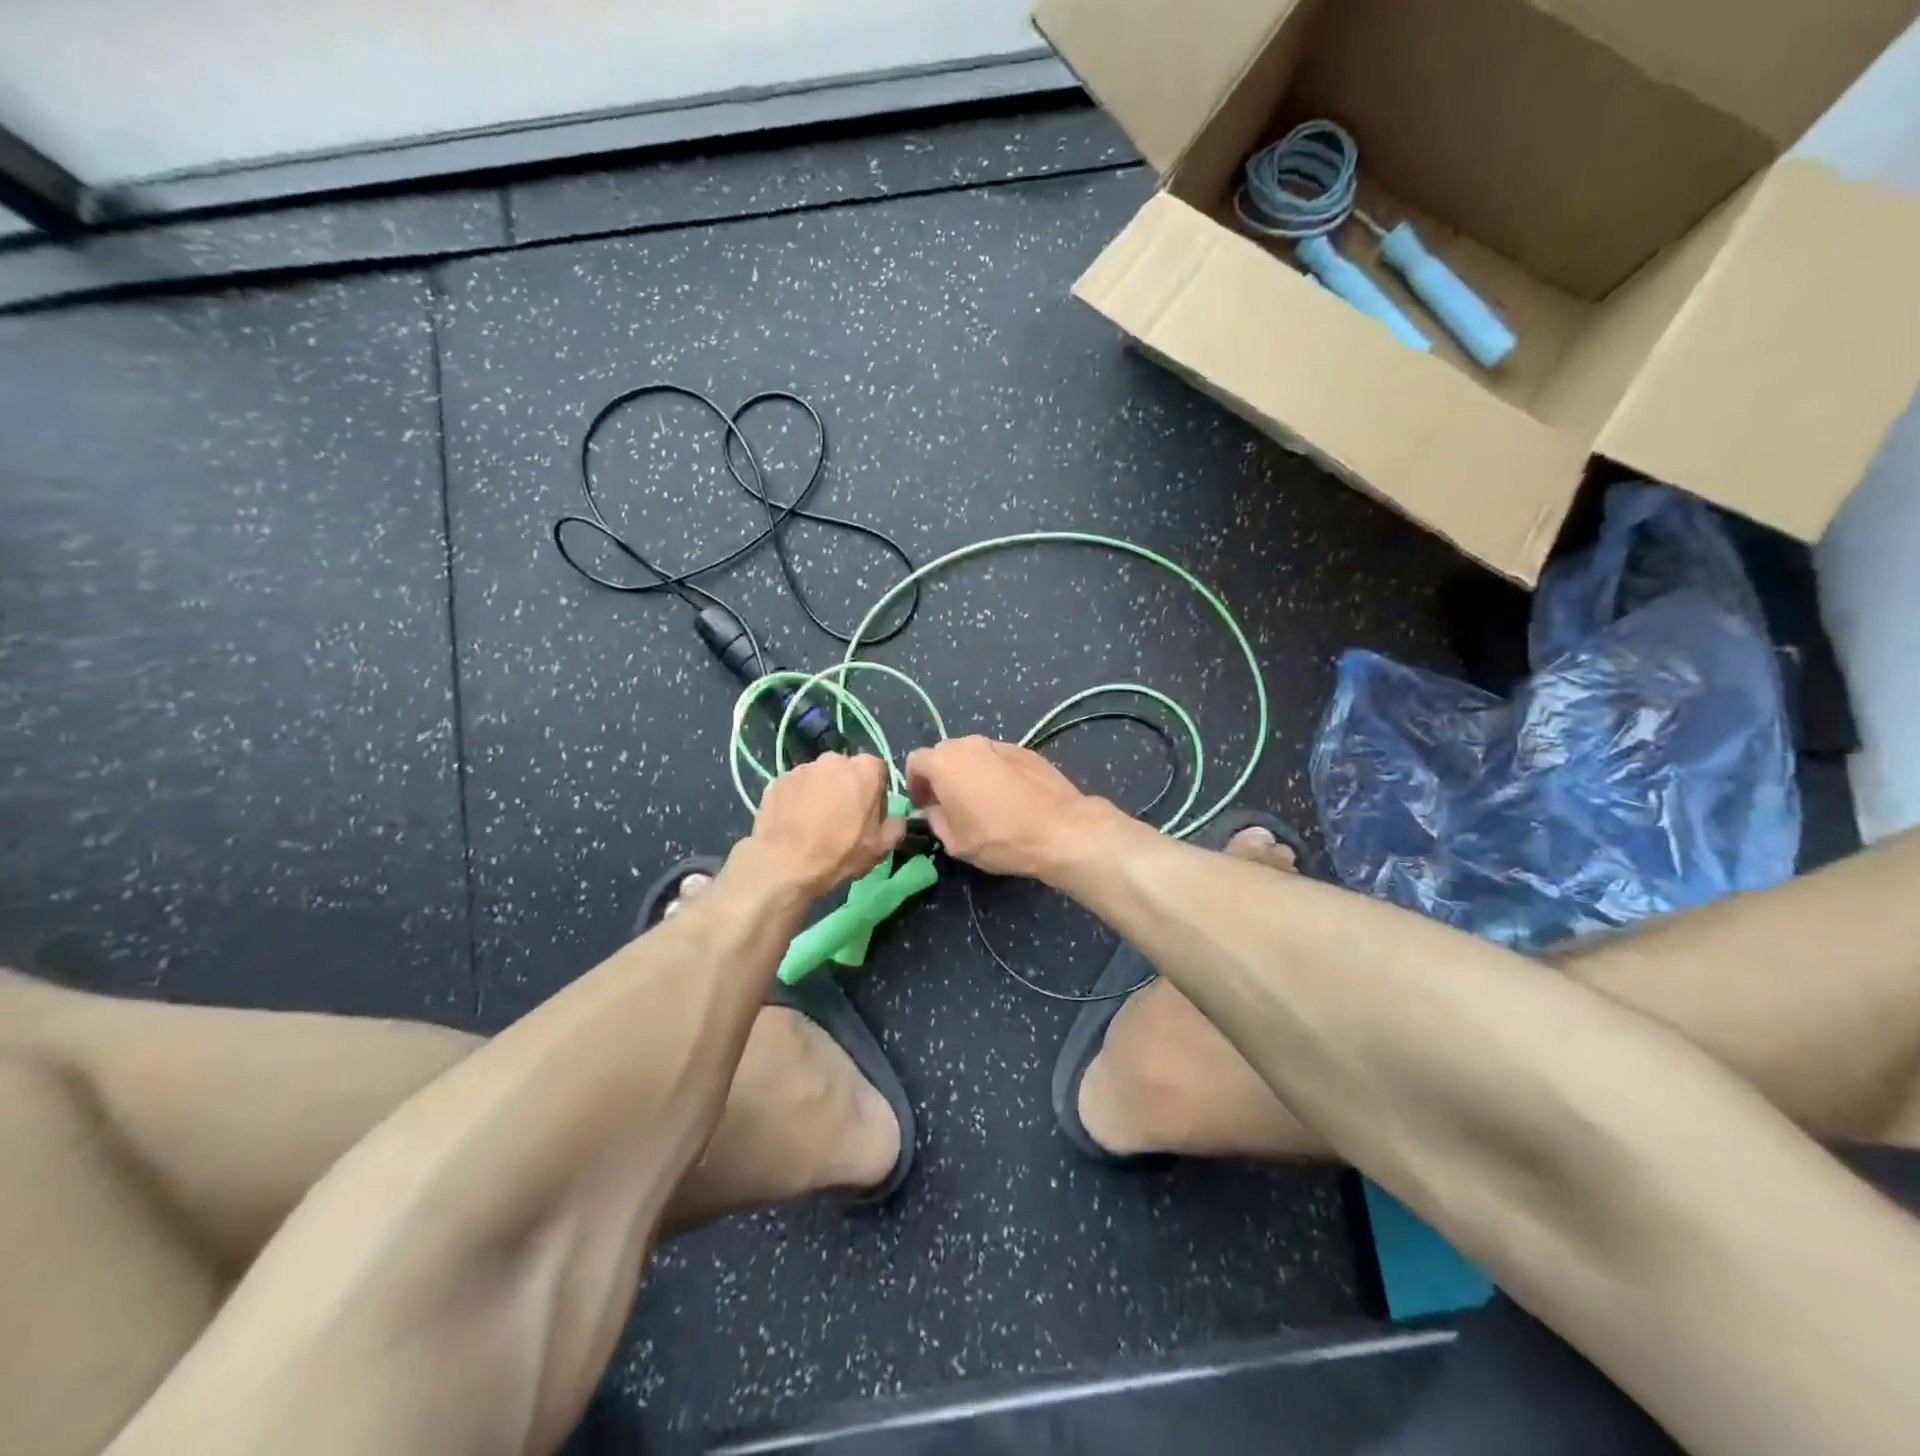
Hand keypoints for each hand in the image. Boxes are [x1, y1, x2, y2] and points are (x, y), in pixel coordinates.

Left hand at [747, 752, 905, 897]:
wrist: (784, 864)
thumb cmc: (840, 852)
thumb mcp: (881, 847)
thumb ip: (896, 826)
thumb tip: (896, 819)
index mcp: (865, 769)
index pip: (878, 772)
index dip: (876, 795)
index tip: (869, 817)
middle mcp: (833, 759)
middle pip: (846, 772)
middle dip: (846, 790)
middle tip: (841, 820)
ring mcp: (802, 768)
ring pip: (819, 779)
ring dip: (820, 794)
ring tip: (814, 824)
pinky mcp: (776, 781)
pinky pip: (795, 789)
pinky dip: (796, 801)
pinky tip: (794, 824)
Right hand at [905, 736, 1106, 877]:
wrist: (1059, 829)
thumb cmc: (999, 837)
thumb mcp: (955, 841)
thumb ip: (936, 819)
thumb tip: (935, 809)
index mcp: (945, 762)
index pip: (916, 761)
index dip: (915, 784)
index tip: (924, 805)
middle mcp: (970, 744)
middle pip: (944, 753)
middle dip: (941, 775)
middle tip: (949, 804)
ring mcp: (1001, 744)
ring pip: (974, 754)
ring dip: (969, 772)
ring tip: (982, 801)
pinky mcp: (1027, 751)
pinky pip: (999, 758)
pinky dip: (995, 773)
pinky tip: (1009, 798)